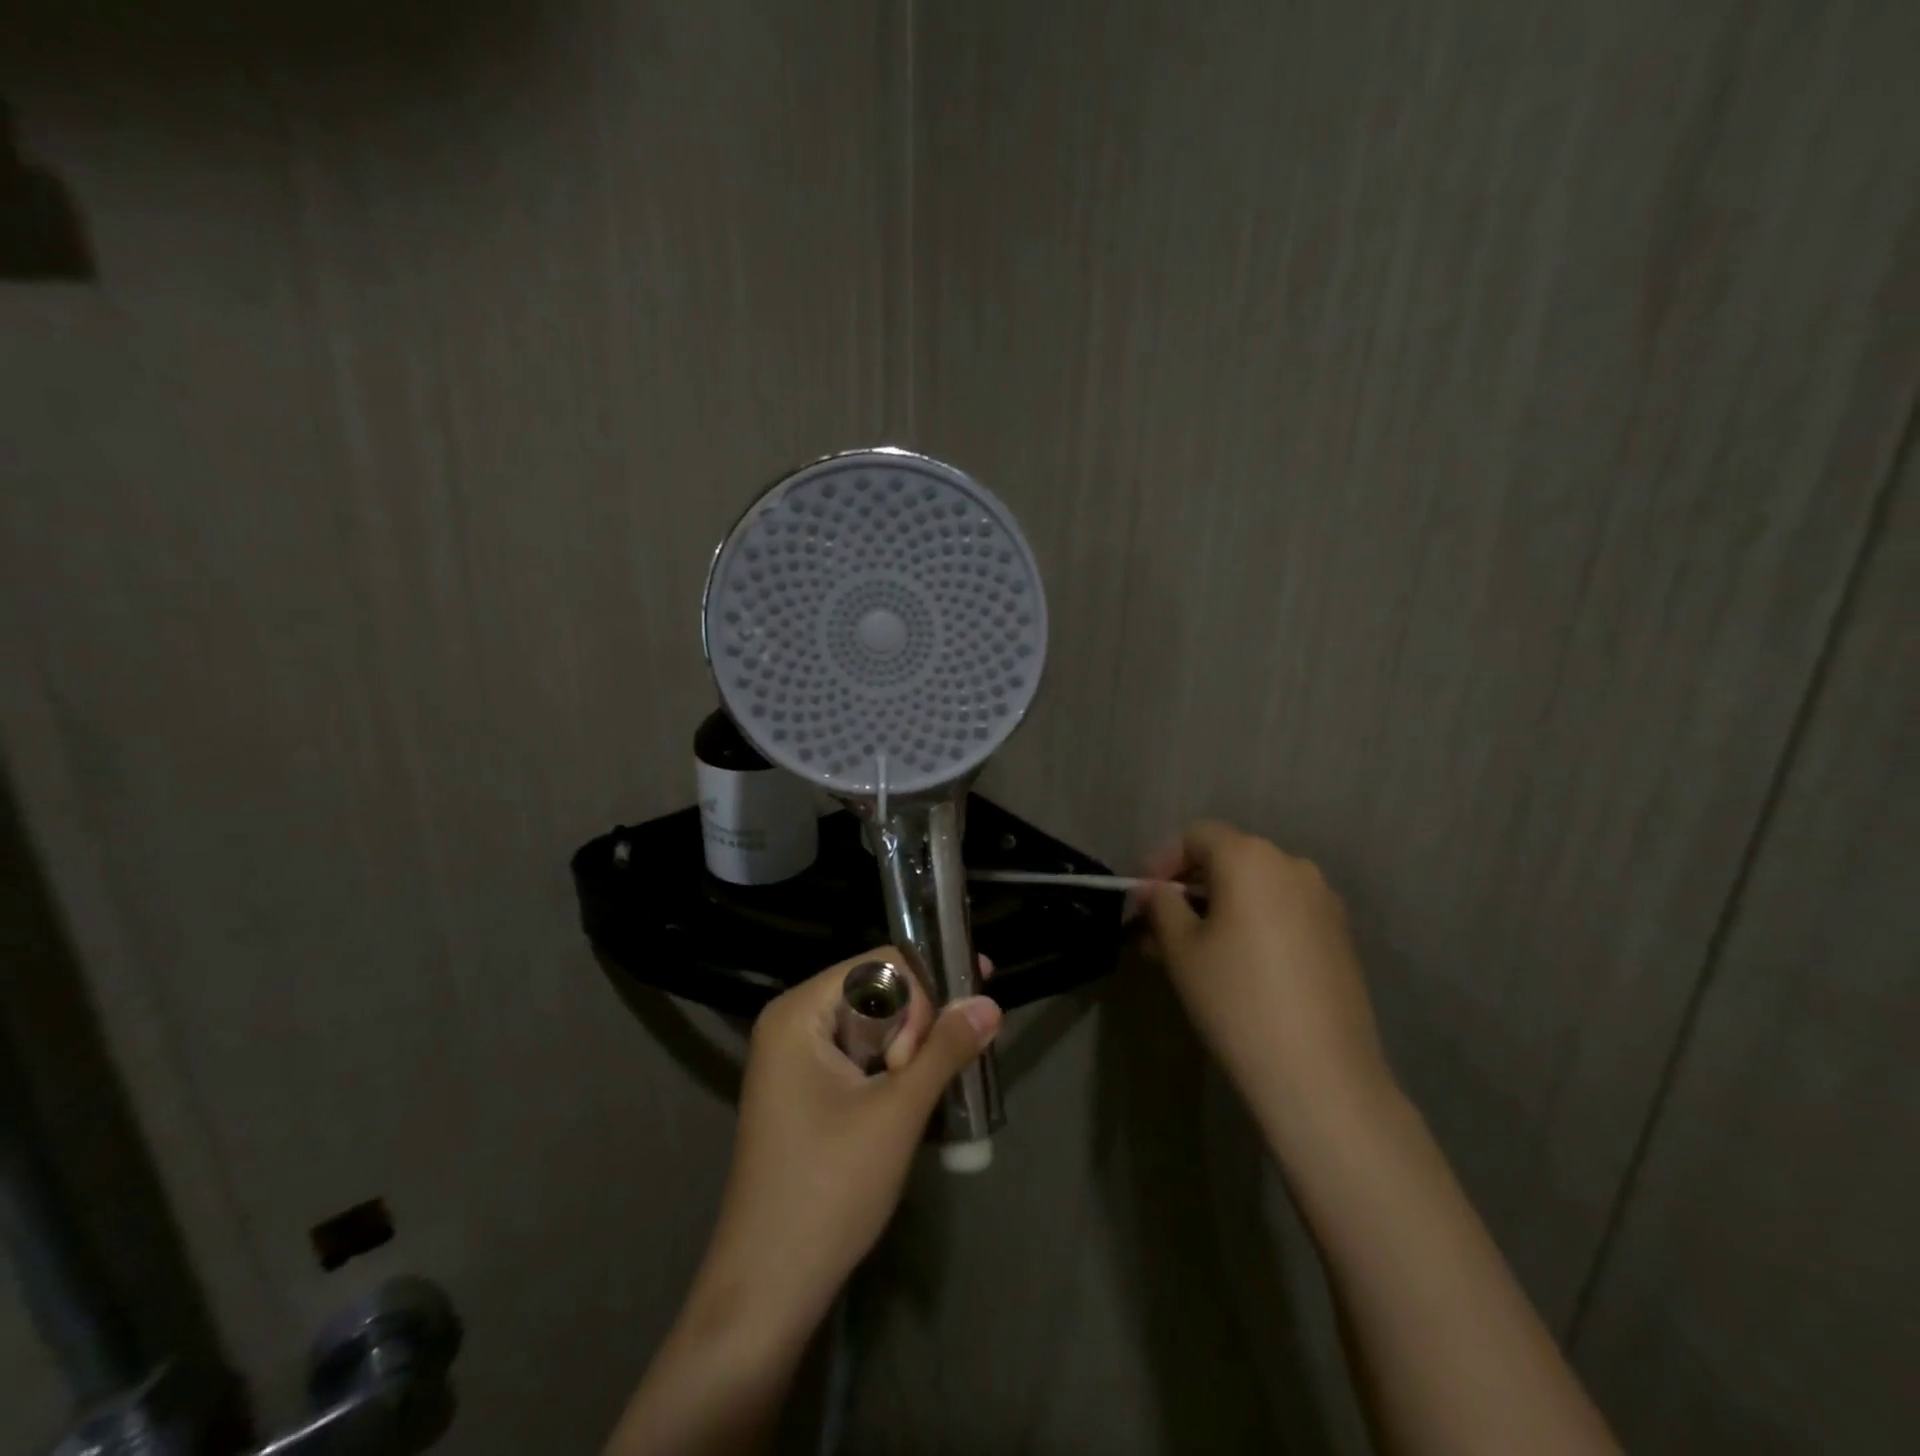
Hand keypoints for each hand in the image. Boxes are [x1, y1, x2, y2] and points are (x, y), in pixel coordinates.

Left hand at [695, 948, 1001, 1343]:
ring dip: (913, 1047)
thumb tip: (990, 1002)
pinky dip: (894, 1070)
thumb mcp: (897, 1113)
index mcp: (798, 1013)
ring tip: (946, 1077)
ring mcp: (795, 1061)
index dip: (929, 978)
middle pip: (875, 993)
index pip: (877, 965)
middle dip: (921, 1019)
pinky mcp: (806, 1092)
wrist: (767, 1290)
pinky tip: (922, 1092)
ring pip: (873, 1028)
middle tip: (954, 1058)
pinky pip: (861, 1058)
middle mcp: (792, 1024)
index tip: (977, 998)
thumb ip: (946, 1050)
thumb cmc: (828, 1189)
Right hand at [1141, 820, 1391, 1141]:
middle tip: (1160, 929)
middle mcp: (1292, 866)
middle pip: (1228, 857)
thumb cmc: (1236, 999)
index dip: (1161, 860)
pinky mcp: (1339, 935)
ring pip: (1255, 887)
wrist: (1320, 1074)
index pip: (1196, 835)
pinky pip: (1283, 911)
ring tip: (1193, 951)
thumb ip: (1162, 906)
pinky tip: (1236, 965)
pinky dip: (1252, 923)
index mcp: (1250, 858)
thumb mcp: (1181, 949)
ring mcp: (1323, 901)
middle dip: (1189, 886)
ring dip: (1219, 907)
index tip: (1143, 900)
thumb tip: (1155, 892)